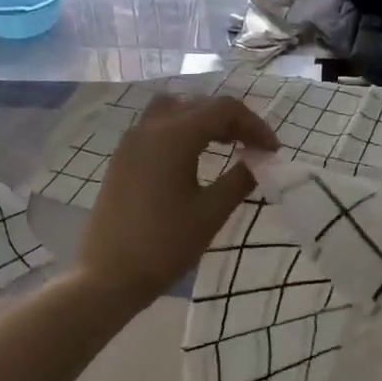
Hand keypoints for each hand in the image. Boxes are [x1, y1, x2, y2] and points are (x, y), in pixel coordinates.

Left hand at [75, 94, 277, 306]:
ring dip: (204, 120)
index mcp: (175, 136)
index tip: (272, 152)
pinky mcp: (122, 158)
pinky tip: (193, 158)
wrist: (108, 276)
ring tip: (224, 145)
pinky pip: (156, 126)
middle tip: (254, 149)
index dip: (254, 125)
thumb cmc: (164, 245)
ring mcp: (131, 141)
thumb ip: (240, 179)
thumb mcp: (211, 213)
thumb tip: (259, 161)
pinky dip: (182, 130)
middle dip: (232, 121)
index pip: (224, 109)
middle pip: (200, 104)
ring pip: (175, 110)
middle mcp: (150, 128)